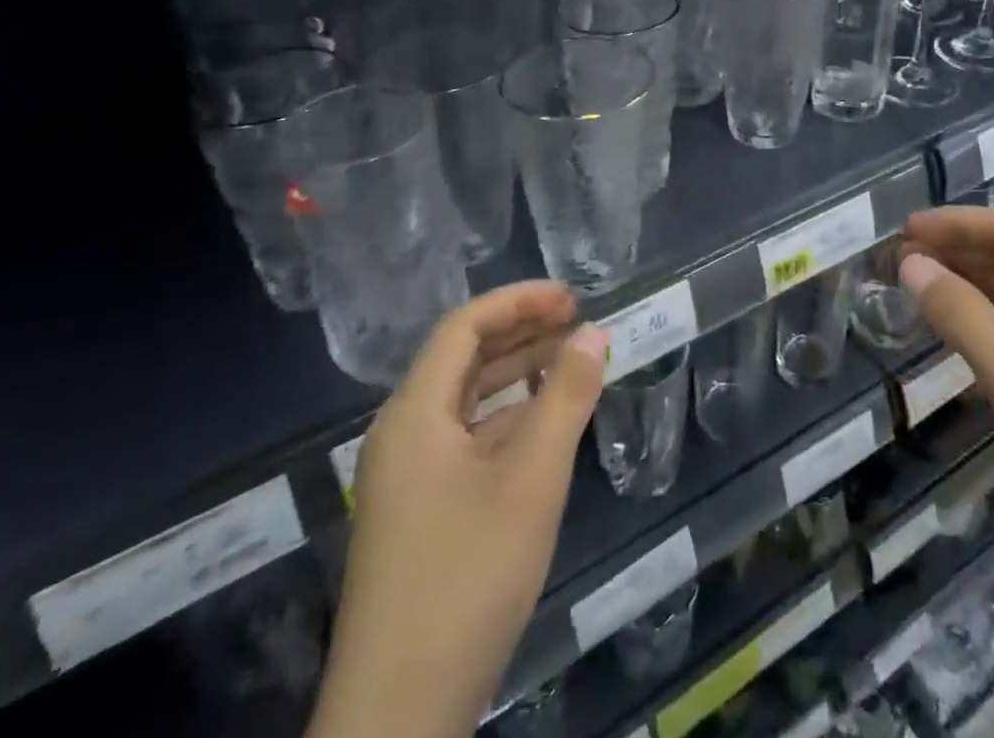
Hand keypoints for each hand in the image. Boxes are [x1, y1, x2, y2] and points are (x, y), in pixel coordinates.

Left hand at [309, 283, 607, 737]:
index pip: (464, 326)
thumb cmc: (466, 580)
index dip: (519, 301)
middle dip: (522, 332)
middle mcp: (403, 433)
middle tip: (580, 323)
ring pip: (467, 401)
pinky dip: (509, 419)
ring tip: (572, 361)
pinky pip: (467, 440)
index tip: (572, 299)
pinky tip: (546, 425)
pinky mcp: (420, 512)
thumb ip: (565, 399)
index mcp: (413, 414)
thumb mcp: (530, 482)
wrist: (398, 719)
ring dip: (518, 374)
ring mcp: (408, 477)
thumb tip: (595, 332)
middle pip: (464, 358)